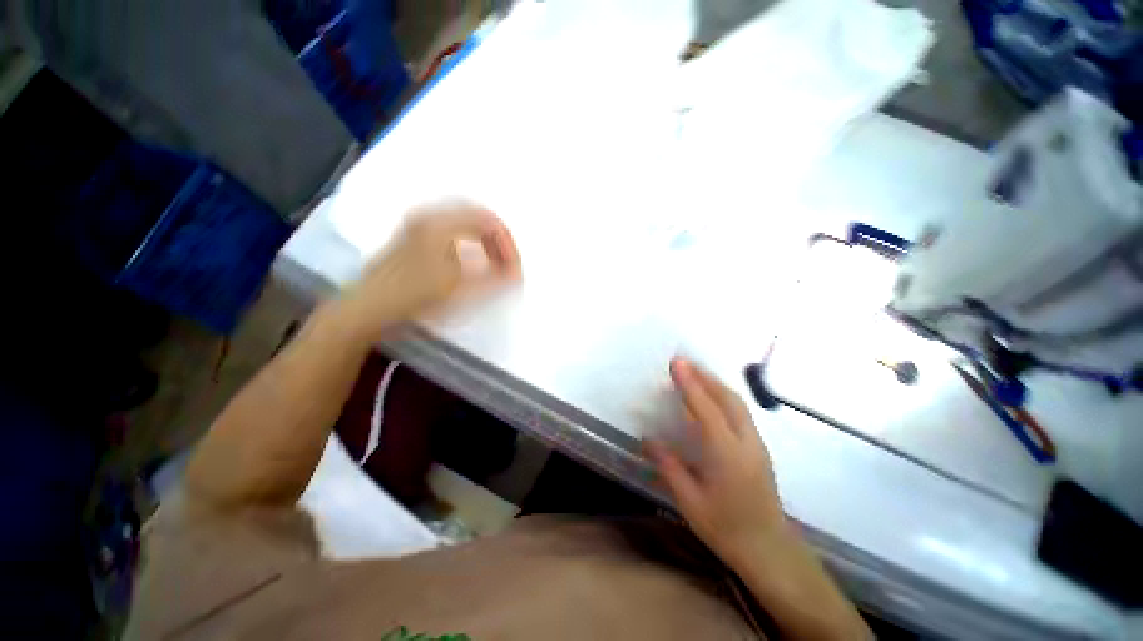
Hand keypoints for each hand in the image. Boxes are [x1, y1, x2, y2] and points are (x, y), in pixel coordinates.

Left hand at [336, 202, 520, 338]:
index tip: (514, 269)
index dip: (507, 245)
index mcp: (442, 223)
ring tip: (493, 265)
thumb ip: (495, 281)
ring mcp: (419, 226)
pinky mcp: (414, 238)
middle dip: (498, 242)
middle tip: (507, 265)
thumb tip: (517, 276)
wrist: (369, 309)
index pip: (489, 222)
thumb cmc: (416, 298)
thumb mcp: (461, 291)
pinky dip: (469, 243)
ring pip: (464, 224)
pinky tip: (471, 263)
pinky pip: (452, 230)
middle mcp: (430, 217)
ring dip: (484, 242)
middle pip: (478, 218)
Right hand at [644, 358, 787, 564]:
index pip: (706, 410)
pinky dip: (725, 395)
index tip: (676, 363)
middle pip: (727, 399)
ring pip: (738, 403)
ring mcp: (757, 444)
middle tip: (683, 362)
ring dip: (715, 383)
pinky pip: (741, 411)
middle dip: (704, 376)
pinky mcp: (760, 447)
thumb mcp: (690, 501)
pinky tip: (713, 396)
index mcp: (726, 455)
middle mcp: (746, 443)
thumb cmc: (725, 528)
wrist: (769, 550)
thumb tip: (646, 439)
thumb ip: (668, 465)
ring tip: (695, 372)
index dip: (690, 384)